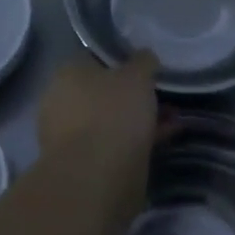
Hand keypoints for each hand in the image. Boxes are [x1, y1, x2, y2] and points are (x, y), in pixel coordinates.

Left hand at [36, 52, 164, 214]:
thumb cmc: (113, 113)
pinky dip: (139, 139)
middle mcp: (62, 101)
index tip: (146, 67)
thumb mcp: (138, 76)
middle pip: (103, 91)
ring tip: (173, 117)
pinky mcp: (84, 164)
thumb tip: (144, 57)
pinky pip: (116, 143)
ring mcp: (70, 135)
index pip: (94, 57)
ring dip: (139, 118)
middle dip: (132, 94)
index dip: (121, 60)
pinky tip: (168, 136)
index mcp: (67, 73)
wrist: (97, 178)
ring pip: (111, 119)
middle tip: (162, 94)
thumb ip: (143, 62)